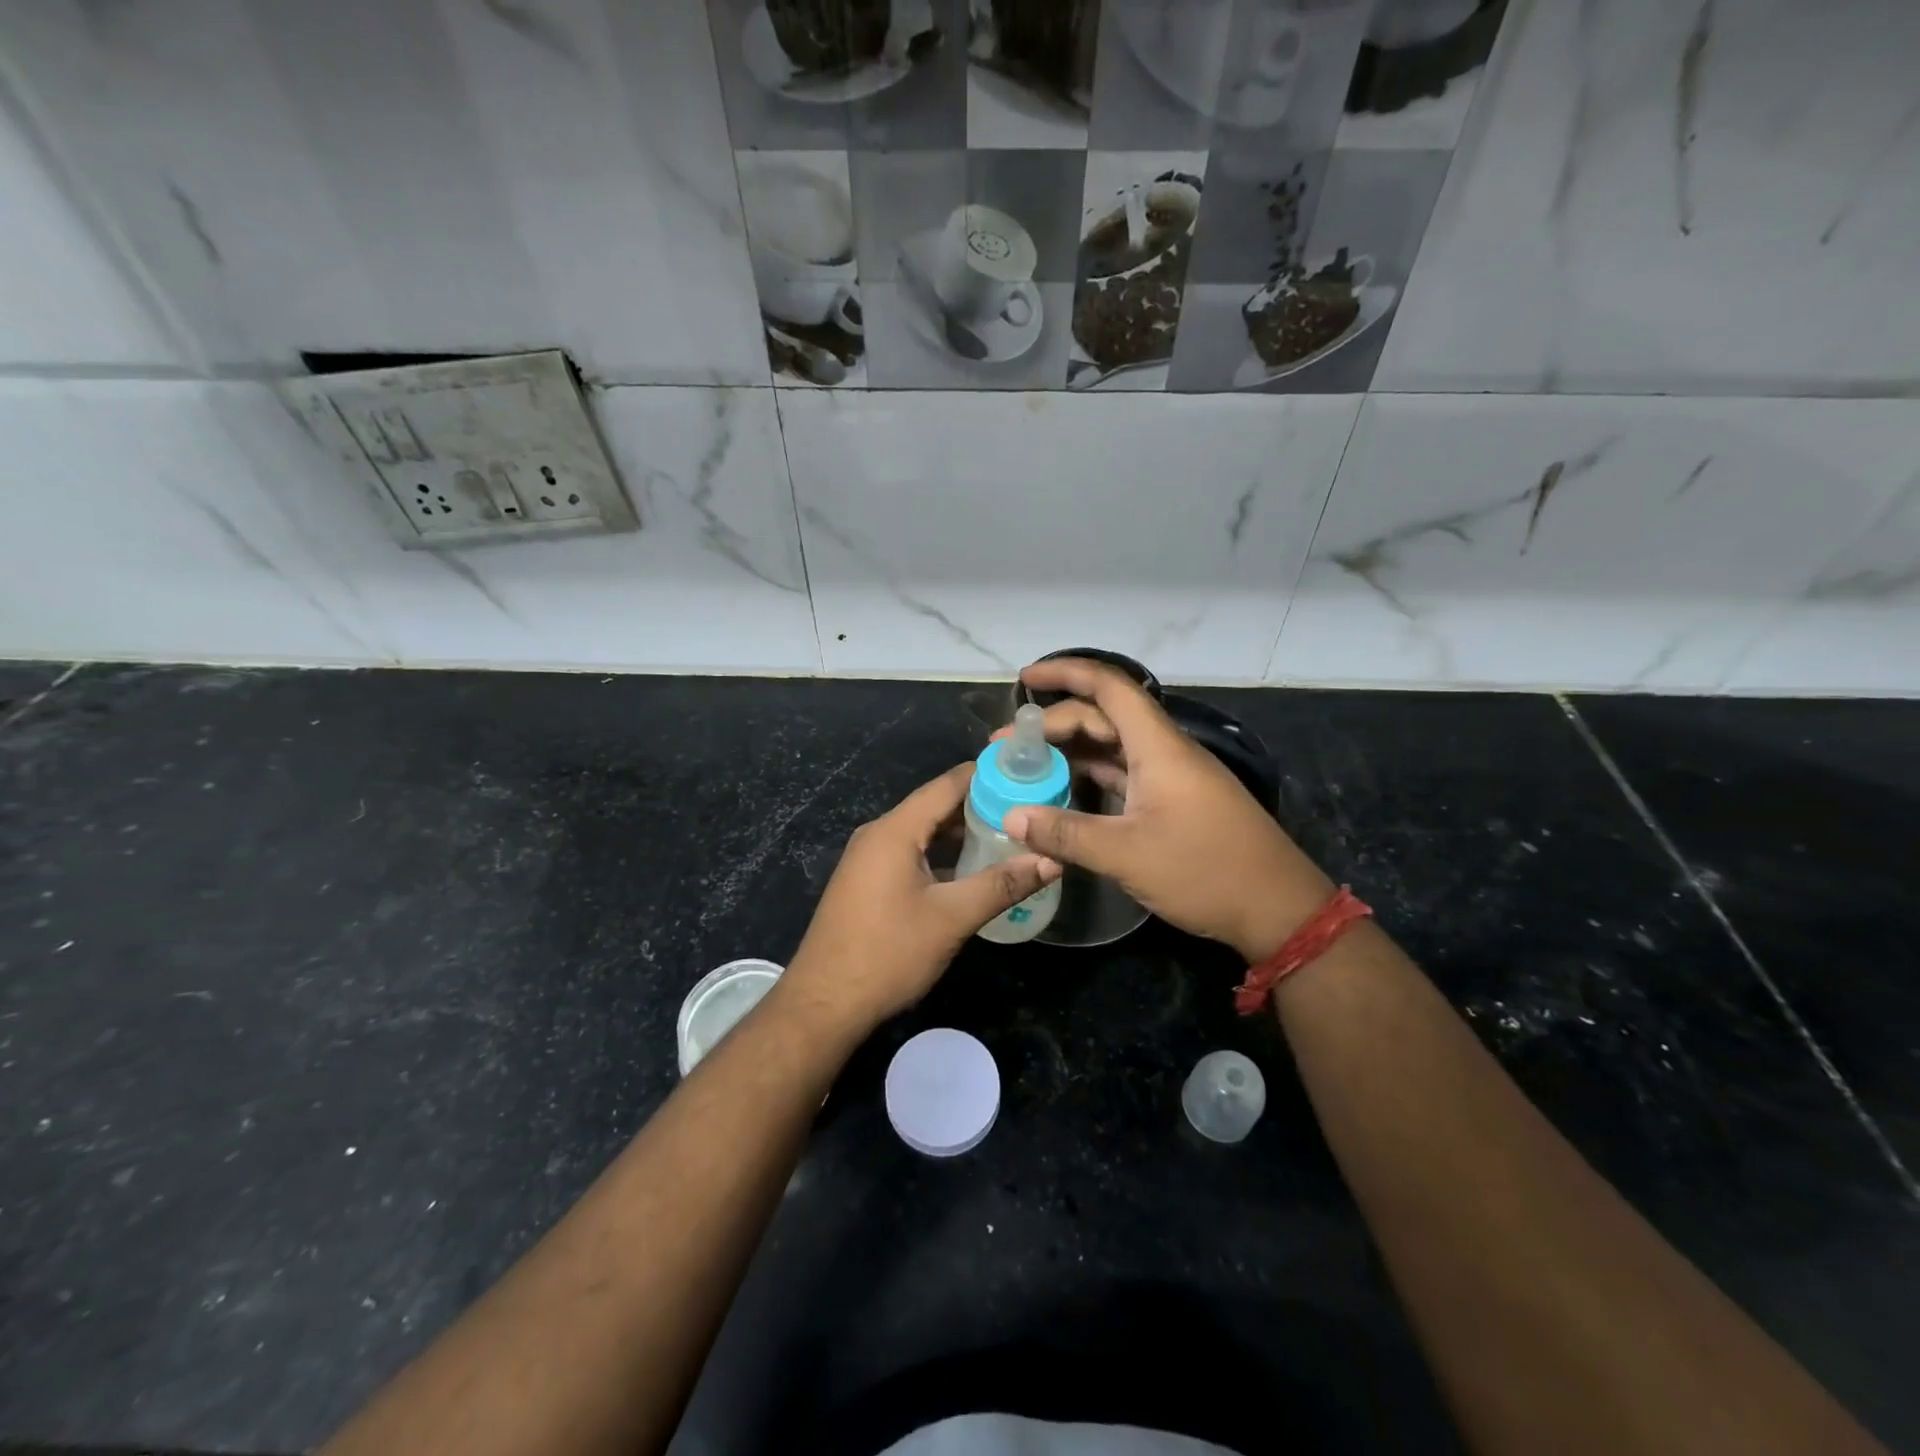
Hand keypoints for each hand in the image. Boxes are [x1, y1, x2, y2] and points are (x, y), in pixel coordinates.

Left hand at [778, 763, 1061, 1038]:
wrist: (824, 1003)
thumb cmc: (888, 954)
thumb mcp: (951, 918)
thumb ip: (1002, 884)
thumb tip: (1052, 860)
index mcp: (895, 830)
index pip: (948, 784)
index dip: (988, 776)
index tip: (1030, 774)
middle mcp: (879, 834)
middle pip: (936, 806)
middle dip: (982, 806)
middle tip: (1029, 810)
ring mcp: (869, 859)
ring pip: (924, 832)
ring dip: (963, 833)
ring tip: (1010, 836)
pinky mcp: (869, 882)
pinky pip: (912, 853)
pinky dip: (943, 855)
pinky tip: (972, 870)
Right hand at [998, 658, 1333, 961]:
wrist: (1278, 908)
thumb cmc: (1206, 871)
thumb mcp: (1128, 854)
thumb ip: (1066, 834)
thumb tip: (1011, 817)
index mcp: (1158, 747)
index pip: (1108, 687)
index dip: (1066, 674)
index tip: (1025, 679)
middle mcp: (1164, 751)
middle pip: (1103, 718)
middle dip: (1054, 724)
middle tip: (1006, 747)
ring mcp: (1170, 777)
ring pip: (1111, 748)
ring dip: (1070, 752)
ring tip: (1026, 768)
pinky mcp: (1173, 802)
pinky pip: (1123, 774)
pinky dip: (1090, 777)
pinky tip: (1062, 792)